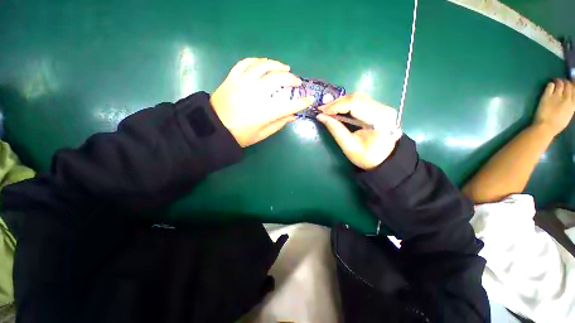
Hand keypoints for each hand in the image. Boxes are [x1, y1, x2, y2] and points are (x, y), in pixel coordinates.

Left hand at [211, 58, 313, 146]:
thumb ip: (278, 124)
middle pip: (278, 80)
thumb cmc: (239, 135)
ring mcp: (242, 83)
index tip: (309, 99)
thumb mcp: (261, 135)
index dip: (301, 102)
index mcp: (263, 113)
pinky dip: (257, 61)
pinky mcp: (232, 78)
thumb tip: (292, 115)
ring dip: (277, 65)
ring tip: (285, 68)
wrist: (213, 128)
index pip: (288, 105)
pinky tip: (264, 63)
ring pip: (263, 66)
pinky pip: (245, 63)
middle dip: (292, 80)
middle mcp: (255, 95)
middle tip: (297, 83)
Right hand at [316, 93, 402, 169]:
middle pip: (356, 98)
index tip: (321, 112)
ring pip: (358, 97)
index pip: (354, 104)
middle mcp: (383, 109)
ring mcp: (383, 107)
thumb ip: (335, 129)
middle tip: (322, 110)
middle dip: (336, 103)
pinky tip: (338, 108)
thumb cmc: (366, 157)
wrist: (384, 159)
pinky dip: (347, 103)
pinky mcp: (380, 107)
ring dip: (340, 102)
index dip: (336, 106)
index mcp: (378, 120)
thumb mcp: (349, 146)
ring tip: (328, 109)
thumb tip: (321, 117)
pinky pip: (360, 100)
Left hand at [534, 79, 574, 135]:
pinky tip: (550, 86)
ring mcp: (556, 96)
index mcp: (573, 104)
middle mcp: (566, 98)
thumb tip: (569, 98)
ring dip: (558, 81)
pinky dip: (550, 84)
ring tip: (556, 82)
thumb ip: (570, 105)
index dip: (573, 85)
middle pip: (568, 85)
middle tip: (563, 82)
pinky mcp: (546, 96)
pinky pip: (550, 85)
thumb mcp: (568, 114)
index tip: (571, 84)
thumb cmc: (557, 124)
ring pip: (560, 83)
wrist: (545, 127)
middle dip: (566, 82)